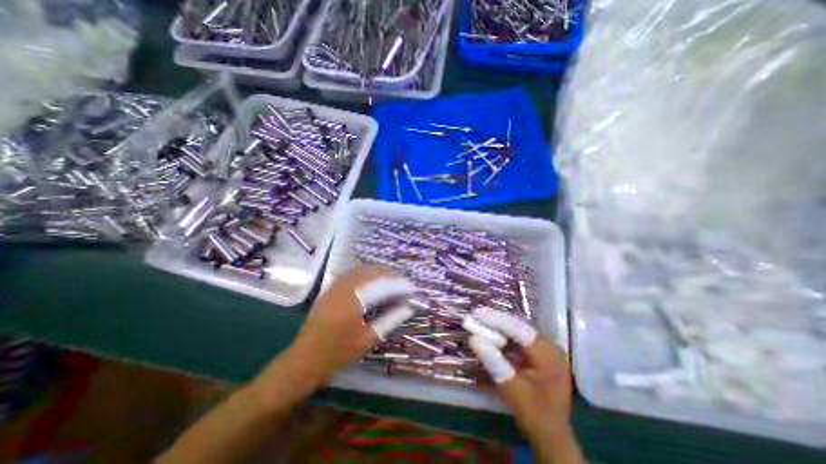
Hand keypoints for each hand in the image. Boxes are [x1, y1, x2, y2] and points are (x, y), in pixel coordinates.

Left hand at [283, 264, 412, 387]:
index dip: (399, 285)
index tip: (412, 290)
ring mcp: (335, 285)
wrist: (303, 359)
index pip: (382, 286)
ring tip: (392, 281)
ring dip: (379, 272)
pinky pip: (353, 273)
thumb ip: (390, 320)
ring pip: (362, 269)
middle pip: (372, 272)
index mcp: (353, 302)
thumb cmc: (337, 354)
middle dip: (391, 275)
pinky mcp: (331, 287)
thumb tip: (408, 308)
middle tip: (404, 284)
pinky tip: (374, 281)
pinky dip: (367, 273)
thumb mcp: (367, 340)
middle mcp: (344, 288)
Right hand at [471, 309, 574, 440]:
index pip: (518, 330)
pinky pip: (520, 337)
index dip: (496, 320)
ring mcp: (547, 348)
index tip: (477, 313)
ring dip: (499, 325)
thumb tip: (473, 339)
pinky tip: (492, 332)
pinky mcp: (541, 352)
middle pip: (519, 326)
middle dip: (496, 320)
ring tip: (480, 320)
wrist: (552, 434)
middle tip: (476, 314)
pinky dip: (505, 334)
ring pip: (519, 330)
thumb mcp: (511, 388)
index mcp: (548, 355)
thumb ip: (494, 362)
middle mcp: (550, 346)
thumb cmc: (533, 413)